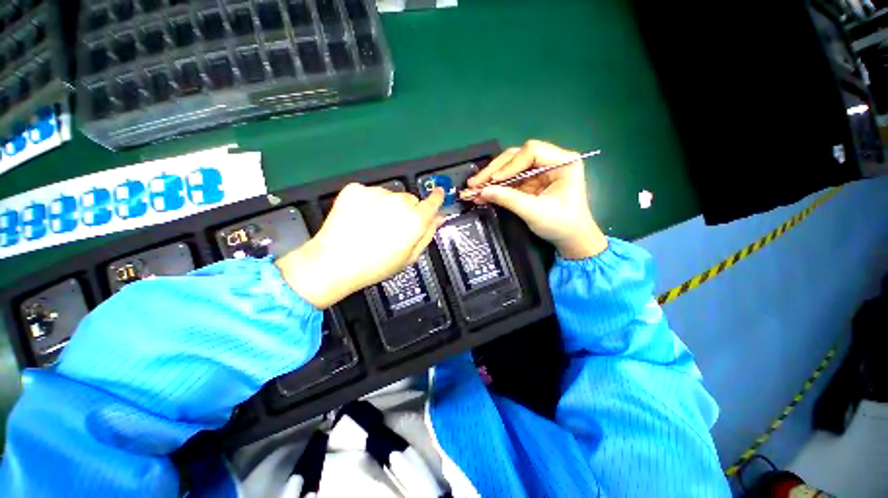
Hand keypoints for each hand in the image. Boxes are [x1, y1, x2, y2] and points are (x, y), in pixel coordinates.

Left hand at [276, 183, 444, 307]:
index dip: (437, 198)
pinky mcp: (355, 189)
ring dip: (387, 206)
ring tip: (373, 225)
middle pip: (410, 200)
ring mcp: (376, 193)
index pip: (433, 202)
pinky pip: (370, 193)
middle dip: (407, 210)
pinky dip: (368, 202)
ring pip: (390, 195)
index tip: (438, 194)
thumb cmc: (376, 266)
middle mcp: (399, 202)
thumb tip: (438, 218)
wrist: (334, 262)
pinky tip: (360, 218)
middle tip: (394, 228)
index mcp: (415, 220)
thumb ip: (427, 234)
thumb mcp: (409, 257)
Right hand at [467, 140, 606, 259]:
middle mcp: (551, 160)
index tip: (494, 181)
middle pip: (517, 156)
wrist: (571, 238)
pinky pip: (509, 178)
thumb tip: (482, 191)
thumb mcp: (535, 212)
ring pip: (510, 166)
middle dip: (494, 170)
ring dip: (491, 177)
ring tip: (473, 187)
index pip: (531, 151)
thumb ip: (508, 199)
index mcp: (563, 162)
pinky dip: (495, 185)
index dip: (509, 165)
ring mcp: (539, 170)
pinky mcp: (531, 180)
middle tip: (474, 183)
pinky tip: (482, 191)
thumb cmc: (561, 224)